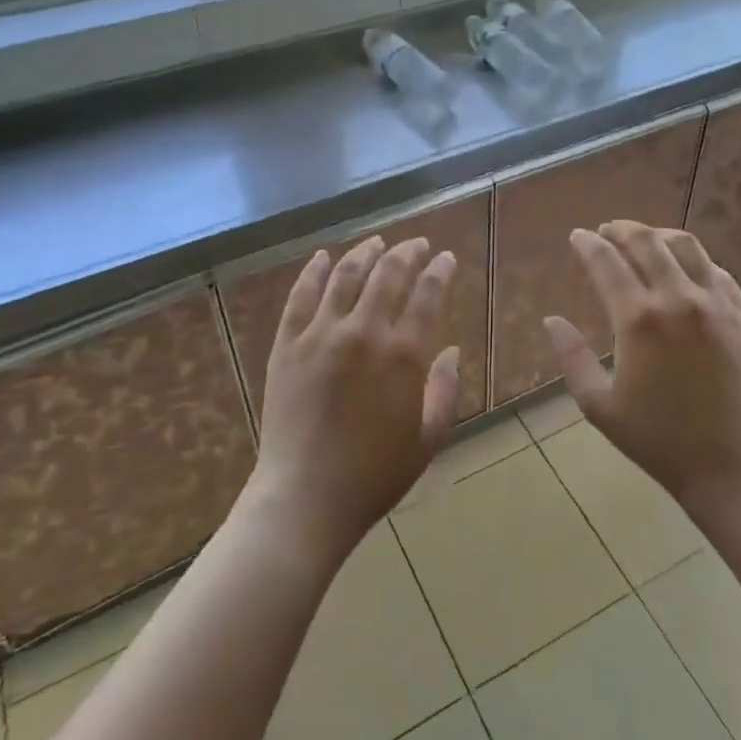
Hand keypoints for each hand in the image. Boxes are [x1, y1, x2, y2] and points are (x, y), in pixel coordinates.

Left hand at [252, 236, 460, 561]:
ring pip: (346, 275)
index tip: (447, 258)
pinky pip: (301, 295)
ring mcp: (321, 334)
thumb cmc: (374, 474)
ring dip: (365, 252)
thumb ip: (445, 389)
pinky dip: (314, 271)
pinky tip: (323, 257)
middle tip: (418, 245)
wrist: (305, 497)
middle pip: (389, 274)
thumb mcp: (428, 438)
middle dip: (408, 252)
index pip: (428, 294)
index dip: (440, 270)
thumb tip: (453, 350)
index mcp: (403, 354)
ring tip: (378, 242)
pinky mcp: (287, 344)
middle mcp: (364, 332)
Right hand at [543, 221, 740, 513]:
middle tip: (607, 231)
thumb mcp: (600, 406)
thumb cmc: (660, 441)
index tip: (577, 236)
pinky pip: (718, 272)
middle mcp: (680, 299)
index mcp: (640, 319)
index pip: (607, 262)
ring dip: (659, 235)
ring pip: (687, 246)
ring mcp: (718, 305)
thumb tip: (551, 320)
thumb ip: (571, 358)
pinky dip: (695, 260)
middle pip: (648, 242)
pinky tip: (686, 269)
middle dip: (622, 230)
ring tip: (645, 239)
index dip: (588, 244)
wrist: (735, 468)